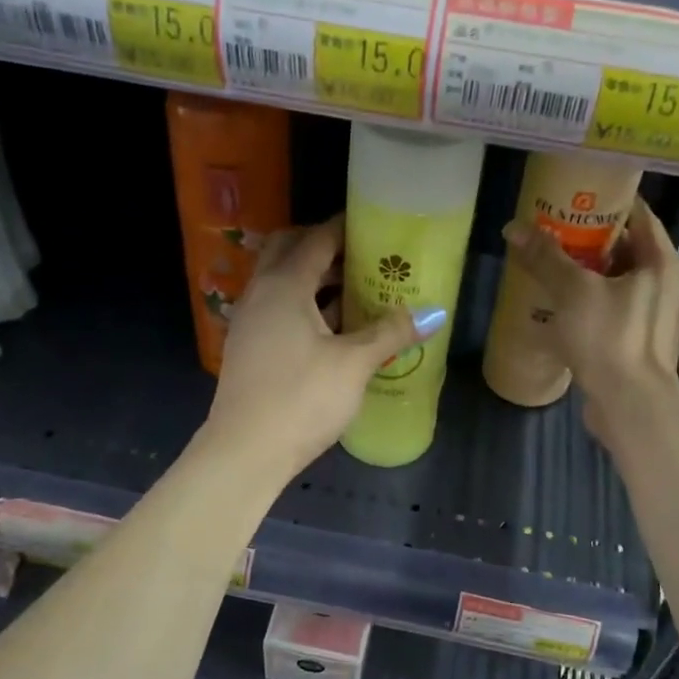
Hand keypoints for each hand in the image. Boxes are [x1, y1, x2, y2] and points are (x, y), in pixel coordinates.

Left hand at [204, 216, 444, 480]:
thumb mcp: (354, 364)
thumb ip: (390, 332)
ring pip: (282, 282)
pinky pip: (278, 308)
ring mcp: (250, 321)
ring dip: (315, 278)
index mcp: (284, 285)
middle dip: (324, 247)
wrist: (245, 452)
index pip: (316, 239)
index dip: (346, 228)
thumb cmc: (302, 399)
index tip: (375, 225)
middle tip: (363, 256)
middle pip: (290, 251)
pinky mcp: (249, 347)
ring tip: (357, 290)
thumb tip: (433, 314)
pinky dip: (305, 304)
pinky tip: (335, 328)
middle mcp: (261, 293)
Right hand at [501, 198, 678, 447]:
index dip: (606, 201)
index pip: (638, 214)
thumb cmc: (610, 339)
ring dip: (586, 273)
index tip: (573, 195)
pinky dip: (589, 302)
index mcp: (661, 262)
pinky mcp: (638, 341)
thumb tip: (513, 228)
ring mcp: (653, 315)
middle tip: (551, 229)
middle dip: (589, 239)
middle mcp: (664, 284)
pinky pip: (612, 309)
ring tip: (549, 264)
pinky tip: (558, 305)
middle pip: (625, 248)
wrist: (630, 407)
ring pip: (617, 281)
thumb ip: (545, 258)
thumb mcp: (573, 292)